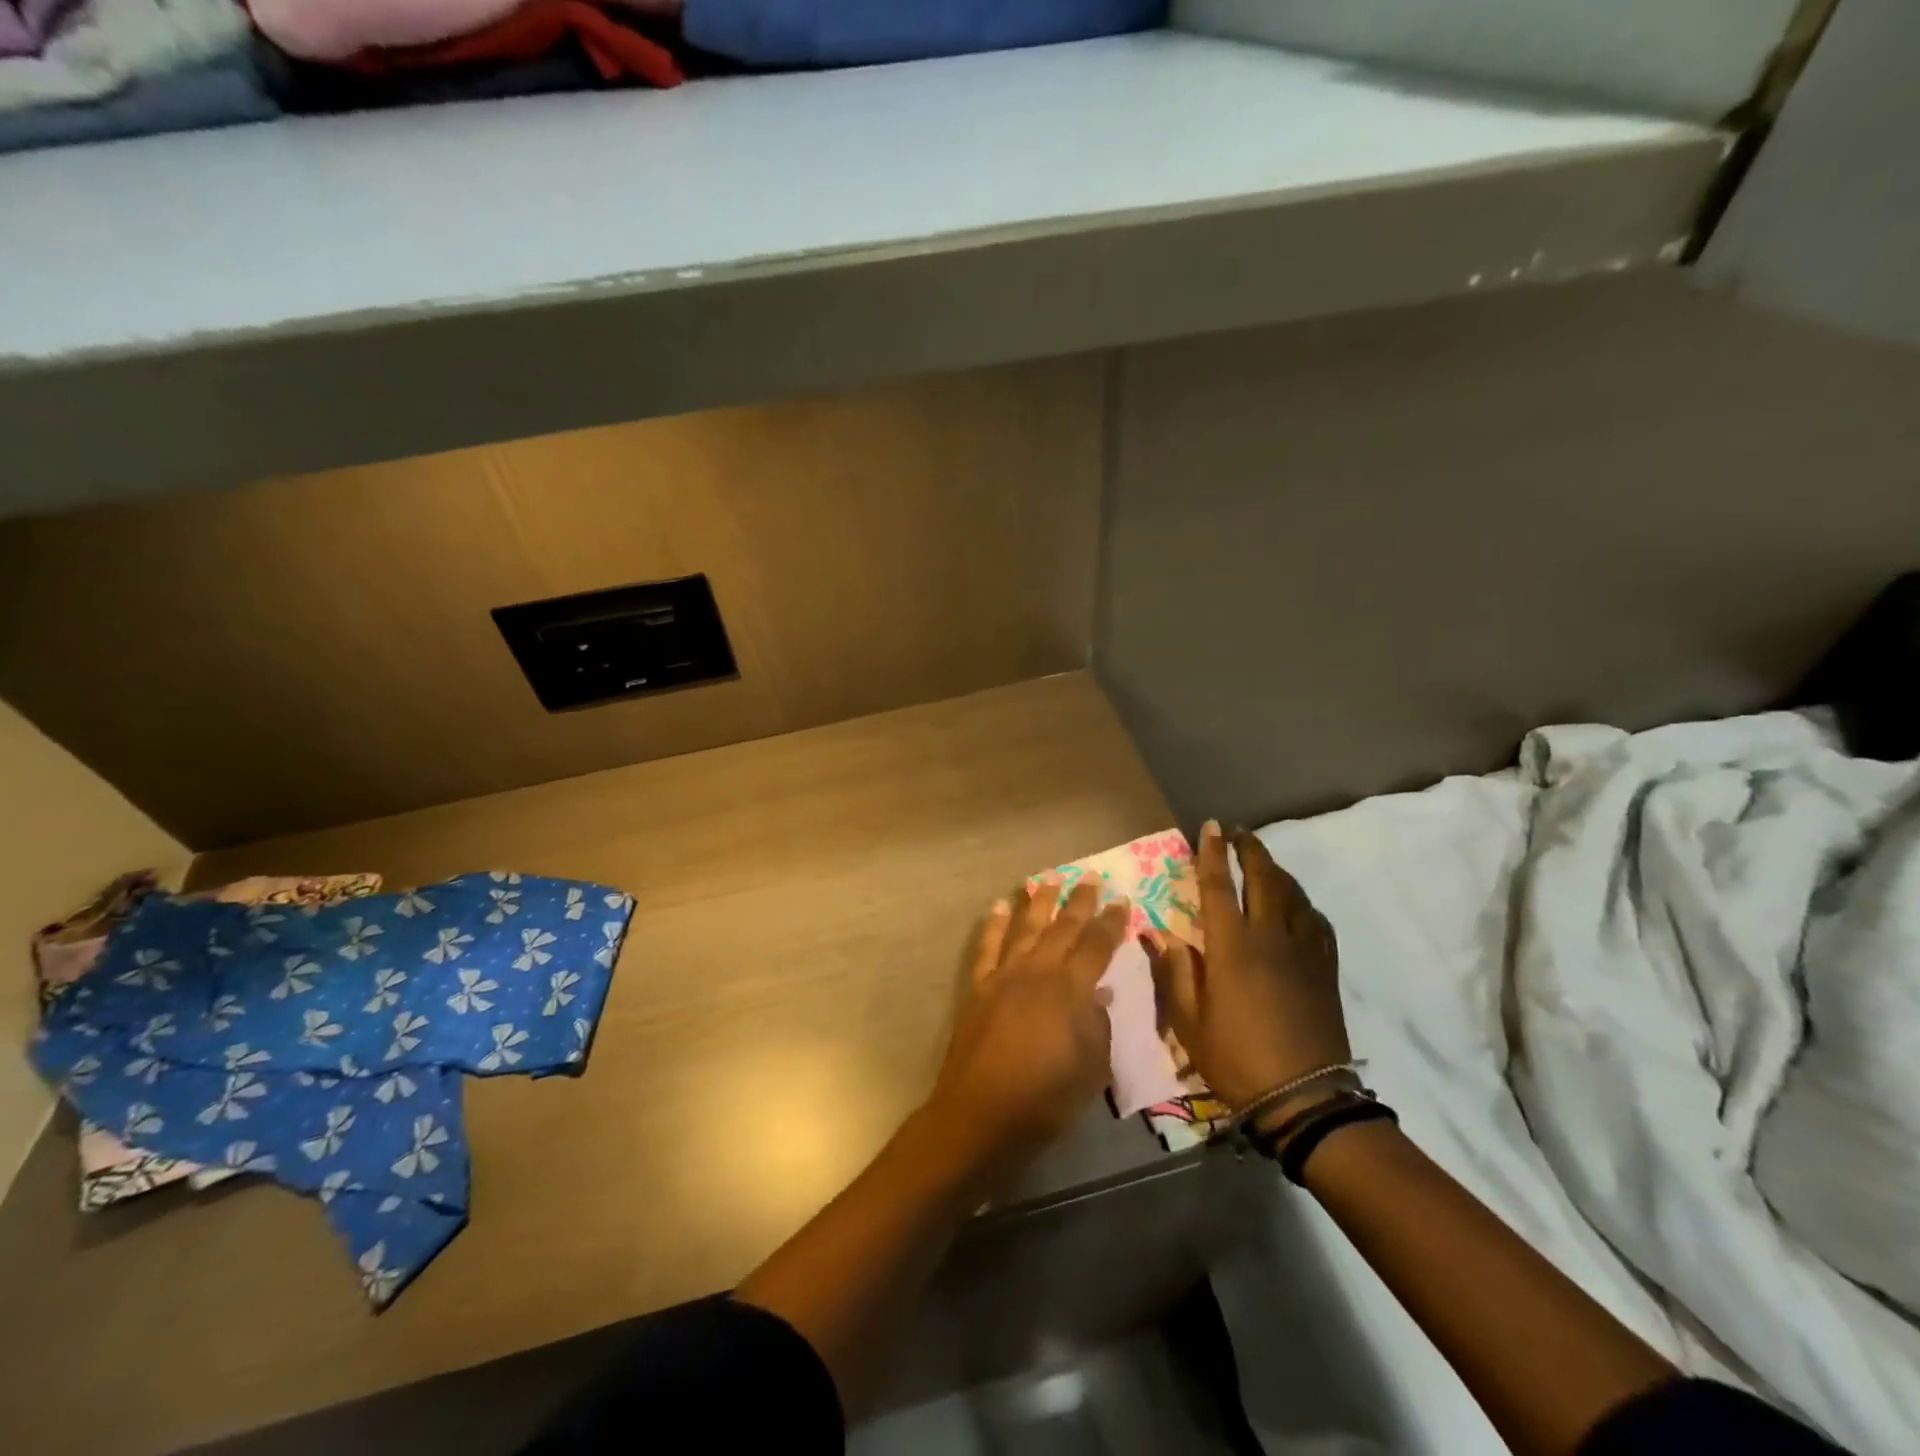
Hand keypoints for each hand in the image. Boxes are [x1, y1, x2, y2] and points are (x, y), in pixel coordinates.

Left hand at [925, 880, 1127, 1162]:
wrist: (982, 1113)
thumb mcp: (1092, 1070)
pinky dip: (993, 924)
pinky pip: (987, 947)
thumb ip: (1097, 1027)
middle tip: (1091, 877)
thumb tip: (1097, 995)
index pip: (1097, 946)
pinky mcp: (979, 987)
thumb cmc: (1045, 1099)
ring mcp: (1004, 976)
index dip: (1111, 922)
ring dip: (1038, 902)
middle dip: (1079, 901)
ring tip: (1048, 878)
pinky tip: (999, 906)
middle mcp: (1038, 972)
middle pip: (1063, 927)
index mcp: (1070, 990)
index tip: (1122, 900)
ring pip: (1025, 928)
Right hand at [1147, 822, 1349, 1110]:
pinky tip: (1295, 905)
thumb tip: (1158, 932)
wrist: (1304, 1097)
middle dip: (1251, 850)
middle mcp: (1270, 938)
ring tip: (1262, 862)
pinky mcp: (1324, 967)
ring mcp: (1303, 951)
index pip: (1219, 887)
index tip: (1210, 826)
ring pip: (1293, 894)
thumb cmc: (1236, 1058)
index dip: (1212, 853)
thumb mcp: (1189, 1021)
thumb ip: (1175, 971)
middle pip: (1264, 878)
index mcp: (1232, 948)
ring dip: (1276, 870)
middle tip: (1238, 833)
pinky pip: (1316, 920)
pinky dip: (1302, 902)